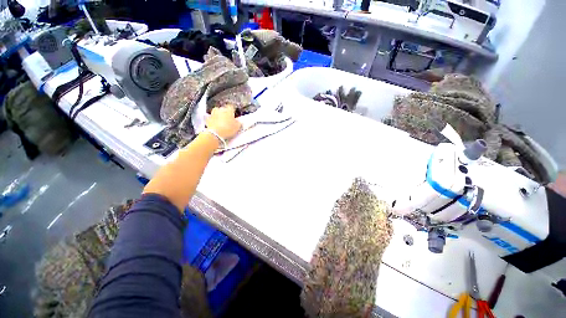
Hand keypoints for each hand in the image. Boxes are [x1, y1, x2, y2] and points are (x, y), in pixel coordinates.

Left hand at [206, 105, 241, 139]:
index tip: (234, 115)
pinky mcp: (208, 119)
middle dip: (226, 114)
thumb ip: (238, 123)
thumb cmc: (228, 129)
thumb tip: (239, 122)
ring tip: (222, 123)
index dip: (233, 111)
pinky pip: (212, 118)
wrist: (215, 134)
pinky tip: (217, 125)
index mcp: (228, 110)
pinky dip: (214, 121)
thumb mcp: (237, 127)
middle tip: (229, 120)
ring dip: (219, 116)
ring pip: (217, 113)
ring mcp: (213, 113)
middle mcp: (220, 109)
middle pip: (224, 109)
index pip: (232, 107)